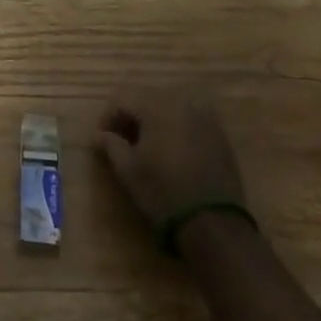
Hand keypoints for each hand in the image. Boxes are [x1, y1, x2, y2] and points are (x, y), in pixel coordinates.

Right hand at [97, 90, 247, 226]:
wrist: (214, 223)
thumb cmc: (163, 191)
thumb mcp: (128, 169)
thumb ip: (110, 144)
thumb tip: (100, 135)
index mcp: (156, 105)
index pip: (122, 98)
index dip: (108, 117)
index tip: (102, 139)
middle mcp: (181, 102)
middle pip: (146, 98)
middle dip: (131, 116)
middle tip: (122, 141)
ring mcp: (205, 116)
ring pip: (169, 107)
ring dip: (153, 121)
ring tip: (146, 146)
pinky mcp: (220, 133)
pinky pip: (189, 120)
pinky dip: (175, 128)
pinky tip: (170, 152)